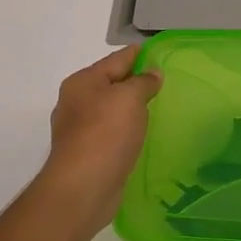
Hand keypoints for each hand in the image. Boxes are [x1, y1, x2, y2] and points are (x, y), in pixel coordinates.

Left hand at [36, 45, 162, 229]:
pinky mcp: (87, 153)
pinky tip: (141, 134)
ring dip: (130, 108)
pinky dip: (126, 130)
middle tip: (164, 81)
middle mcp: (76, 102)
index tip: (159, 53)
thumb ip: (143, 82)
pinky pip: (112, 132)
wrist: (83, 187)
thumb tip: (152, 74)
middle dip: (135, 81)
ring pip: (111, 109)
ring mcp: (79, 130)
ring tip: (156, 107)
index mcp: (82, 82)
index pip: (116, 59)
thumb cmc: (105, 134)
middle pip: (111, 83)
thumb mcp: (129, 98)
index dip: (139, 54)